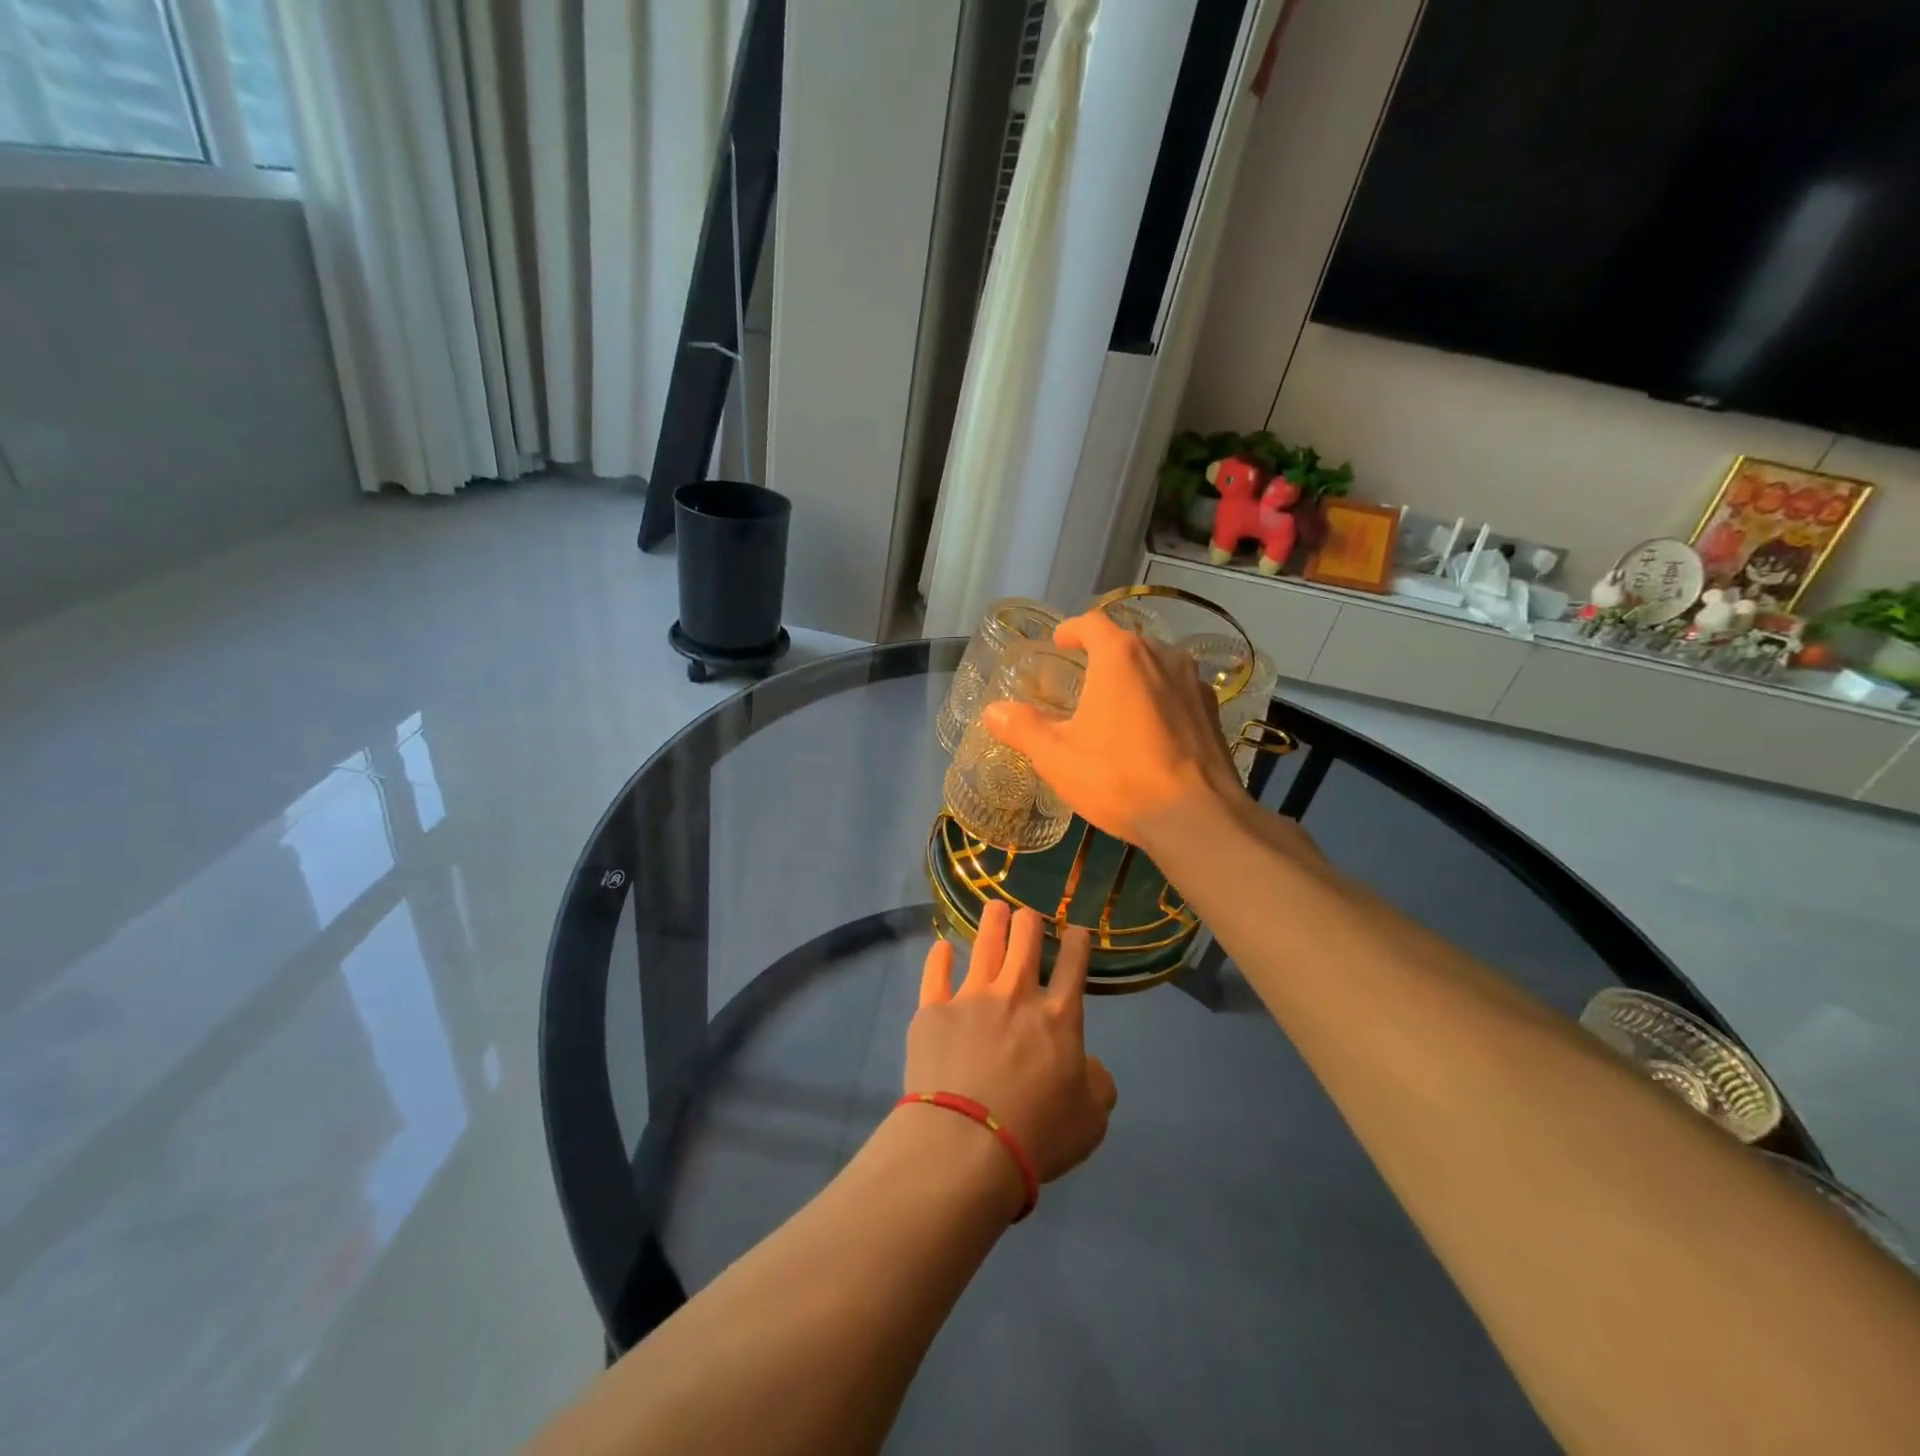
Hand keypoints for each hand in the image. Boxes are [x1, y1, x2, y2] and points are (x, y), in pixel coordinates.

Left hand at [906, 902, 1116, 1184]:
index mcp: (1059, 1017)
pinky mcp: (933, 1011)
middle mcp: (1016, 995)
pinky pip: (935, 974)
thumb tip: (1089, 1064)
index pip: (1073, 966)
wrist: (967, 1144)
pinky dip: (939, 957)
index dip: (1077, 943)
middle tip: (1027, 915)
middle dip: (1029, 922)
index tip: (1076, 931)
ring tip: (995, 907)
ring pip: (984, 945)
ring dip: (992, 922)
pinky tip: (941, 946)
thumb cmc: (1037, 1134)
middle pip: (1025, 942)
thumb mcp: (1091, 1120)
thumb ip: (1097, 1083)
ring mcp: (971, 997)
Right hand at [982, 609, 1241, 851]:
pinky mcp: (1213, 712)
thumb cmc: (1118, 777)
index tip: (1059, 642)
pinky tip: (1149, 731)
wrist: (1196, 816)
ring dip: (1133, 676)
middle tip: (1081, 678)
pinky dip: (1159, 700)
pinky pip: (1177, 692)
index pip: (1092, 623)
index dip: (1072, 629)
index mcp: (1120, 656)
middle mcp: (1162, 656)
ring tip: (1115, 704)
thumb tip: (993, 711)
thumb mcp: (1057, 757)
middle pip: (1126, 643)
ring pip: (1156, 666)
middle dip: (1102, 655)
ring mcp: (1194, 682)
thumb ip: (1023, 728)